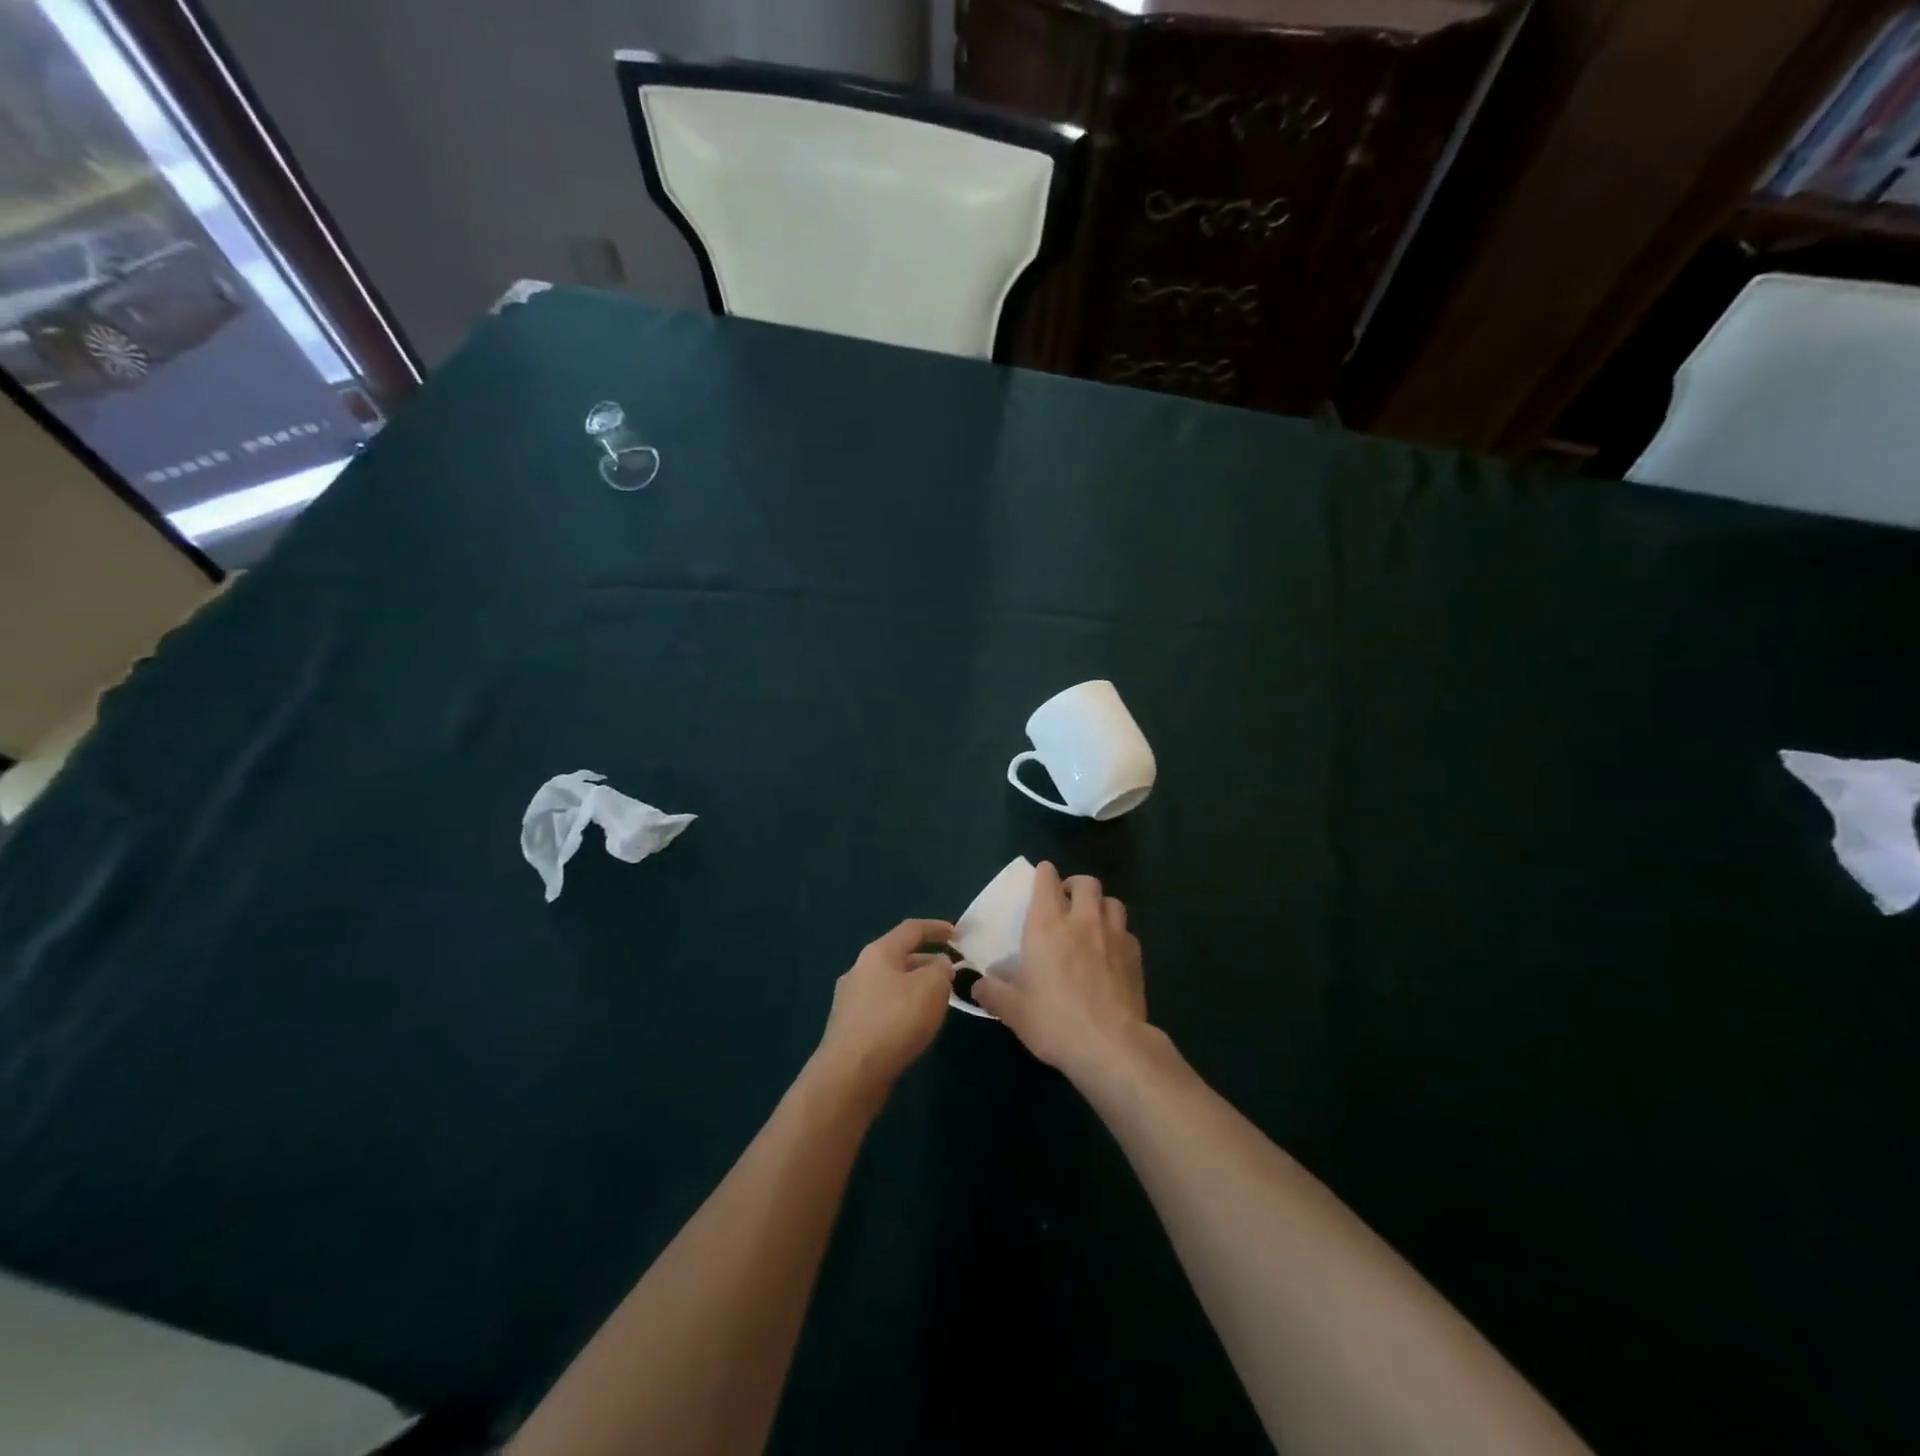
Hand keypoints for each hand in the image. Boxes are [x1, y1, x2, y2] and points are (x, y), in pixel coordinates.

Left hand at [813, 918, 956, 1101]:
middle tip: (951, 975)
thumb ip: (941, 970)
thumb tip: (939, 965)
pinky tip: (914, 1028)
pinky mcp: (849, 1028)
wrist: (849, 1075)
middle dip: (927, 962)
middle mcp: (859, 970)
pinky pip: (883, 1008)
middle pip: (899, 957)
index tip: (958, 934)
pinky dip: (902, 1009)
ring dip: (915, 988)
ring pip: (891, 985)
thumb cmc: (894, 1021)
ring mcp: (850, 1000)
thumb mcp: (932, 987)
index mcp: (878, 953)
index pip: (911, 929)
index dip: (937, 928)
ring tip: (937, 1002)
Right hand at [972, 862, 1146, 1082]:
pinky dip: (1117, 933)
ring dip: (1099, 905)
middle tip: (1066, 902)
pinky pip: (1126, 930)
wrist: (1111, 1045)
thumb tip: (978, 986)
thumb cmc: (1055, 1022)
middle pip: (1086, 882)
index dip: (1044, 875)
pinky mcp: (1135, 954)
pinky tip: (1111, 952)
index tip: (1041, 879)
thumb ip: (994, 993)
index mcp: (1047, 925)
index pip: (1047, 881)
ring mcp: (1114, 934)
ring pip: (1111, 901)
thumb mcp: (1014, 1011)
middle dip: (1075, 885)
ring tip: (1091, 922)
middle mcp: (1082, 920)